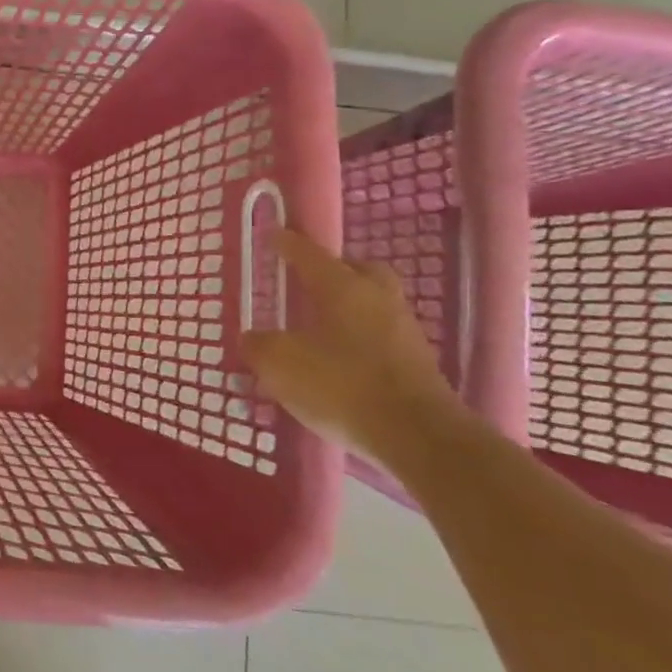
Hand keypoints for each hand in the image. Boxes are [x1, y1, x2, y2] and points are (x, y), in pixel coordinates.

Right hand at [239, 230, 464, 461]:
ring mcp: (403, 331)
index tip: (273, 233)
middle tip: (309, 281)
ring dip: (348, 307)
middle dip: (334, 270)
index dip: (287, 243)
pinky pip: (381, 336)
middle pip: (358, 270)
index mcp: (342, 287)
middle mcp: (377, 299)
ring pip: (373, 303)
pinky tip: (340, 359)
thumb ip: (260, 346)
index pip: (309, 254)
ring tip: (319, 325)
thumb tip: (252, 338)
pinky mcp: (417, 365)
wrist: (419, 438)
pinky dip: (360, 339)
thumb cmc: (343, 386)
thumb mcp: (281, 365)